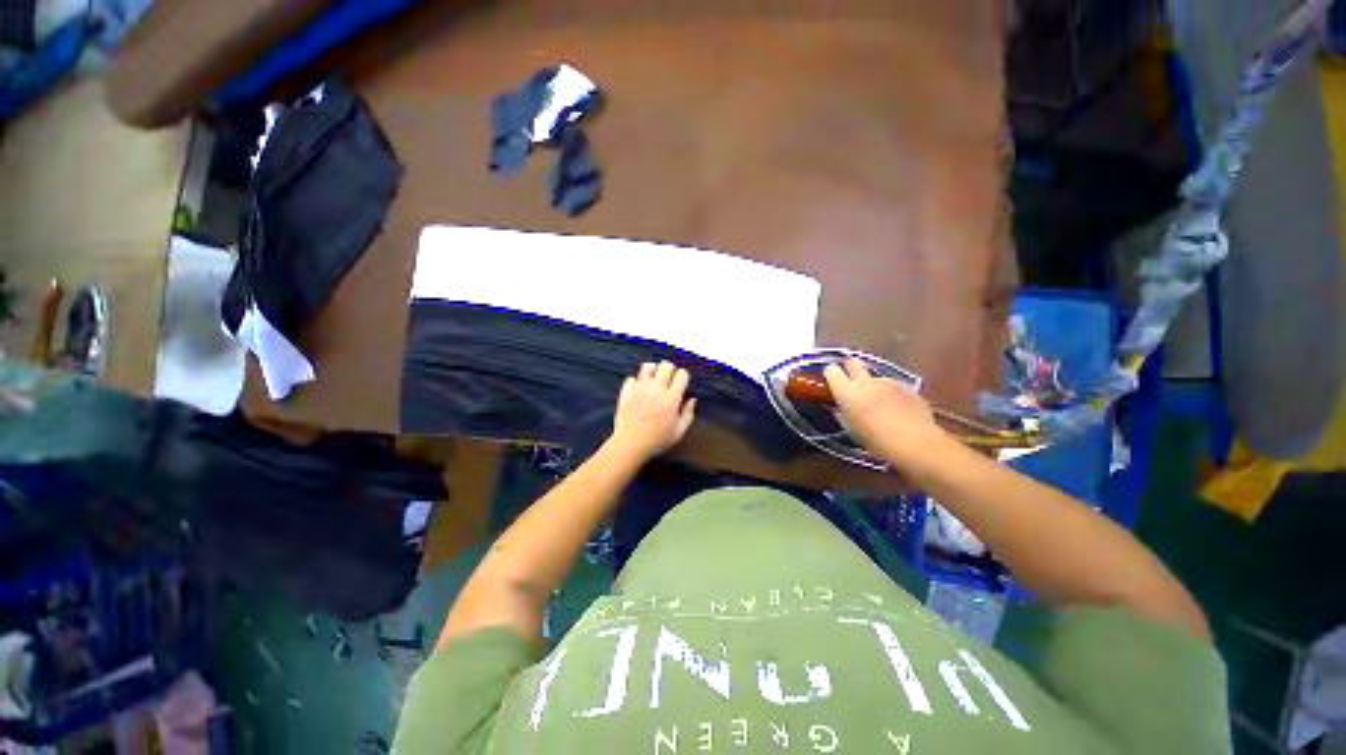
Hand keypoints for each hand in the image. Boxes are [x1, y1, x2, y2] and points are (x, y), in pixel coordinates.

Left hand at [609, 361, 696, 460]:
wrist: (630, 444)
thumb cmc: (657, 440)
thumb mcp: (679, 432)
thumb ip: (688, 413)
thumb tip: (692, 399)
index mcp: (672, 397)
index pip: (682, 374)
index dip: (683, 377)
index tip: (681, 383)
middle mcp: (657, 388)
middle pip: (666, 365)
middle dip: (670, 370)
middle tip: (668, 379)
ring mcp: (640, 387)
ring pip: (648, 366)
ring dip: (653, 371)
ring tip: (653, 380)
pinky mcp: (627, 391)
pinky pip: (632, 378)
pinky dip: (636, 382)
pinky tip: (639, 389)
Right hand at [823, 357, 945, 464]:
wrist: (917, 444)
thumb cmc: (877, 442)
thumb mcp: (852, 430)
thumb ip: (843, 413)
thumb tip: (839, 407)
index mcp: (847, 391)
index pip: (831, 371)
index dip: (831, 376)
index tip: (832, 385)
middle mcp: (866, 381)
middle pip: (853, 362)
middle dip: (851, 369)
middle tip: (852, 384)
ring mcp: (889, 382)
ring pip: (875, 378)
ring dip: (874, 387)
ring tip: (881, 407)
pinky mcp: (907, 387)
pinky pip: (893, 387)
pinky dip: (892, 395)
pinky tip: (898, 412)